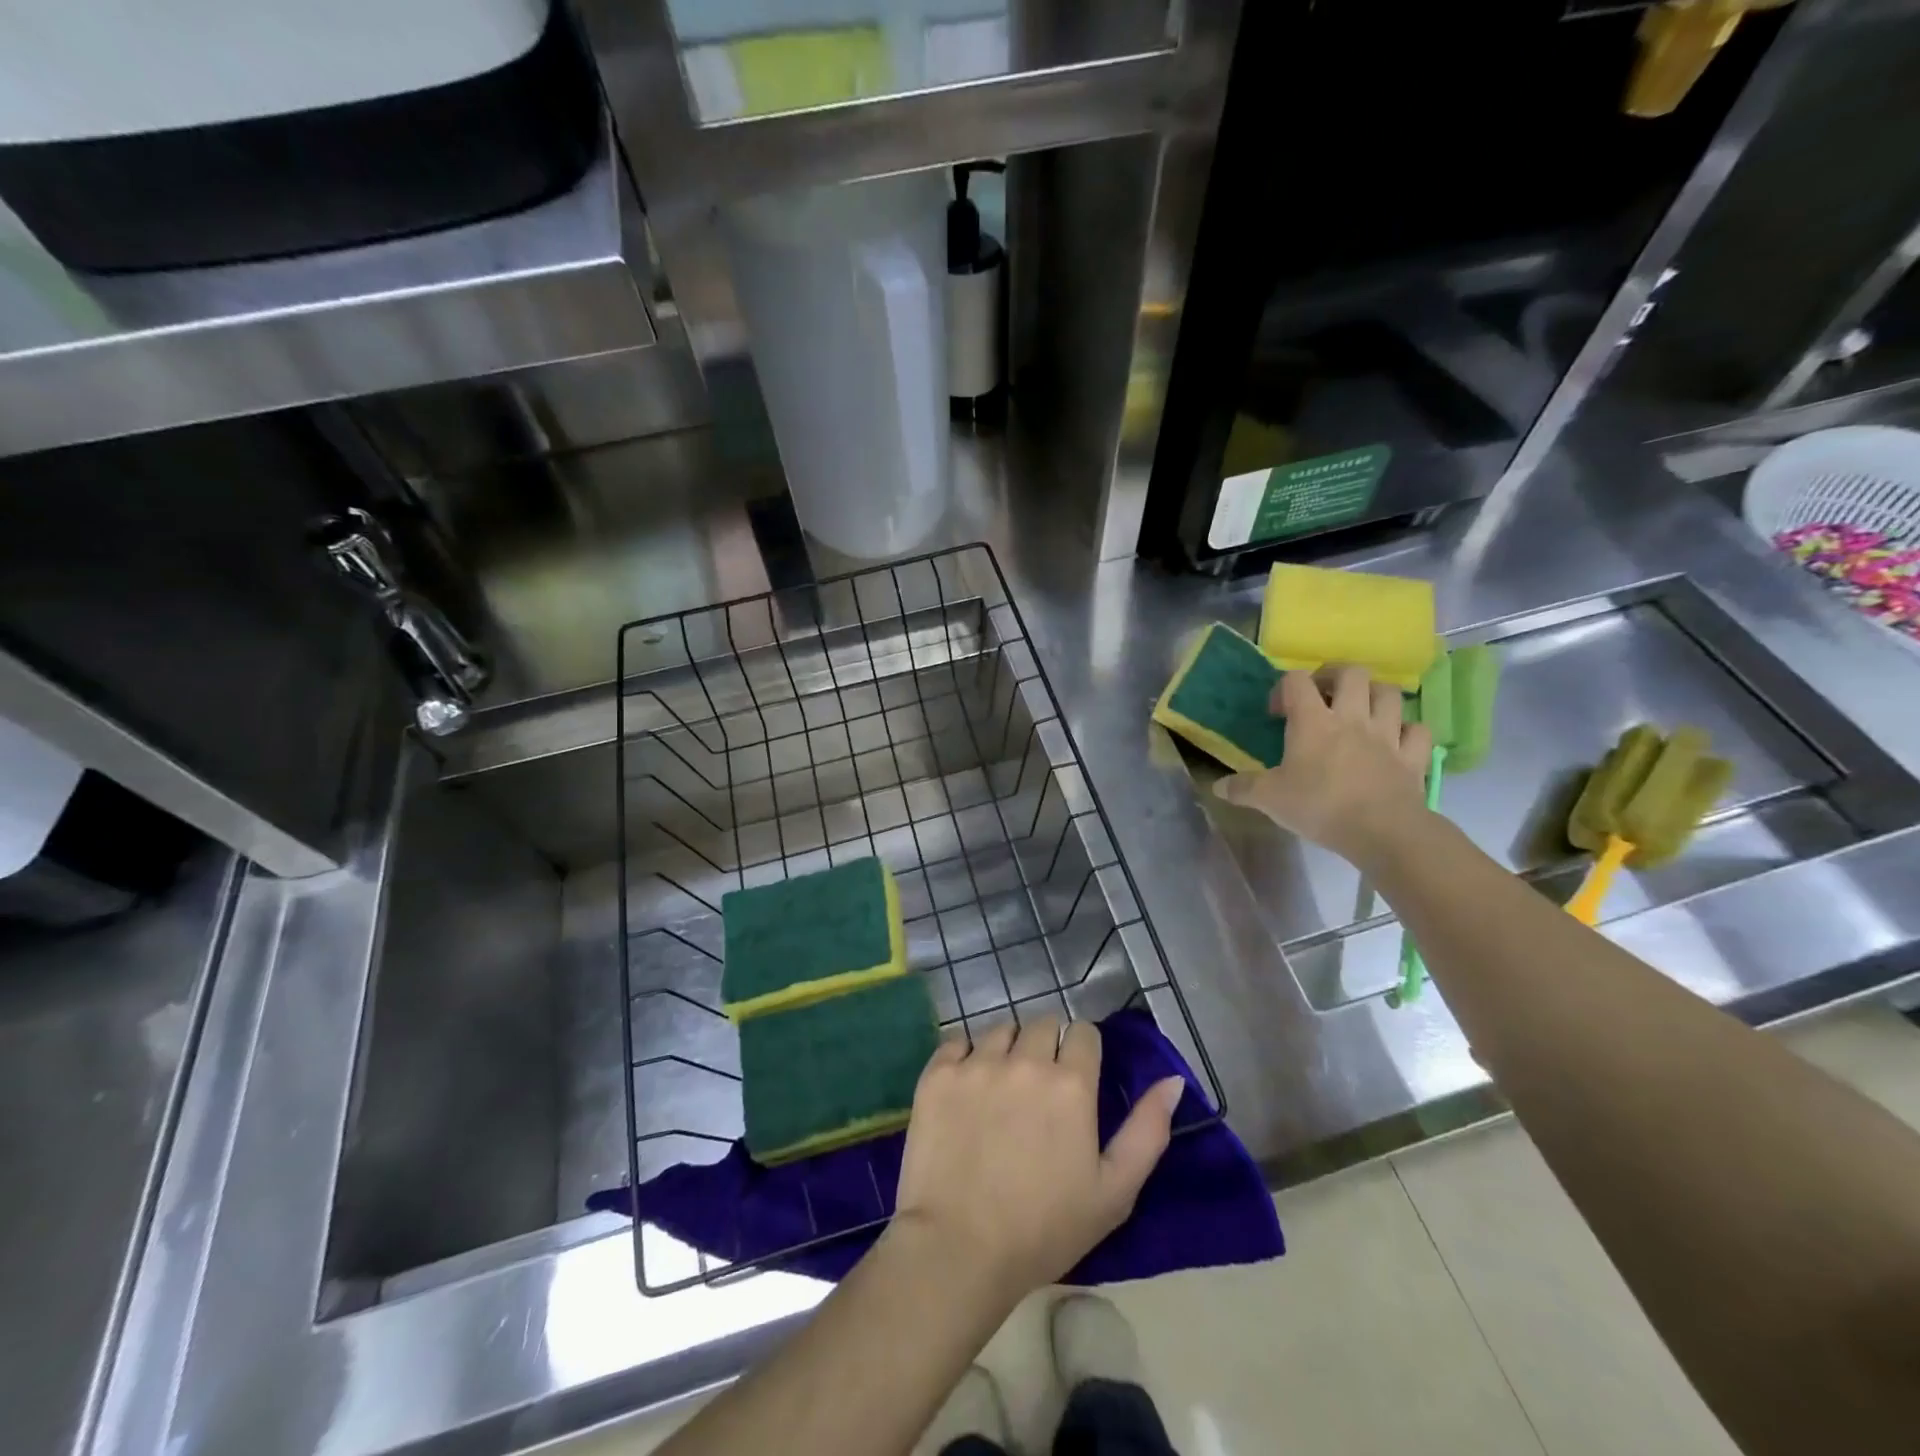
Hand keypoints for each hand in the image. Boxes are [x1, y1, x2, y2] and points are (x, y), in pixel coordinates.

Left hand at [887, 1016, 1183, 1303]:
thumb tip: (1171, 1081)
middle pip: (1041, 1024)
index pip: (1083, 1032)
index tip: (1076, 1079)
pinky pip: (957, 1042)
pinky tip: (966, 1089)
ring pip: (1000, 1029)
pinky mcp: (938, 1073)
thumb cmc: (1044, 1229)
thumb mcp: (1114, 1191)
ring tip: (1001, 1088)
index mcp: (1071, 1083)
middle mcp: (1025, 1060)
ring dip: (1007, 1049)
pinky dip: (965, 1057)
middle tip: (1038, 1088)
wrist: (958, 1249)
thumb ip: (1148, 1130)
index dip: (1082, 1052)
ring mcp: (977, 1063)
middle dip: (1046, 1046)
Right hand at [1214, 665, 1431, 864]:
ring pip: (1389, 693)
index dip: (1284, 688)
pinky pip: (1417, 730)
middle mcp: (1352, 717)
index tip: (1276, 712)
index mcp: (1312, 722)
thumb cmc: (1319, 807)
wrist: (1382, 831)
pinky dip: (1407, 730)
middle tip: (1323, 696)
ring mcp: (1387, 734)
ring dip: (1374, 696)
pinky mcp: (1412, 756)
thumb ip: (1242, 789)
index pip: (1296, 681)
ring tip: (1361, 711)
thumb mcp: (1270, 799)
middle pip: (1352, 673)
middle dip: (1336, 677)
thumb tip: (1217, 786)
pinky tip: (1396, 740)